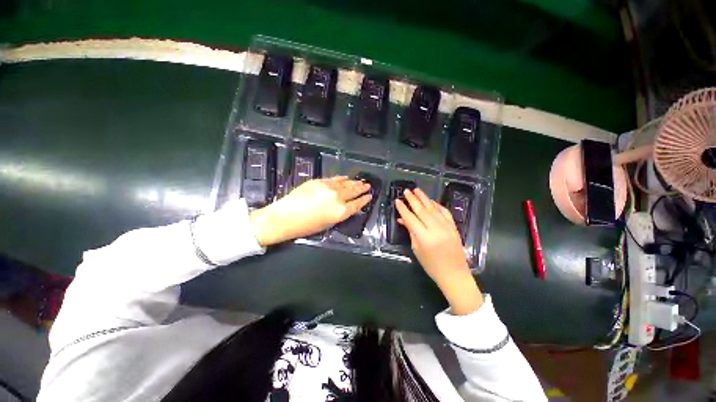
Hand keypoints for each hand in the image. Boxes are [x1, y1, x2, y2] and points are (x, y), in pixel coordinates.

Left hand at [249, 176, 370, 246]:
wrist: (284, 217)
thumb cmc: (306, 227)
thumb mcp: (328, 224)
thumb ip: (340, 214)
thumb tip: (347, 207)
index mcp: (340, 211)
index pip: (357, 204)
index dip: (364, 200)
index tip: (369, 196)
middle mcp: (337, 197)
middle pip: (353, 191)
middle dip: (361, 188)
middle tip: (368, 185)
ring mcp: (328, 187)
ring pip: (345, 183)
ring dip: (353, 182)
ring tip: (360, 181)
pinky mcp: (319, 181)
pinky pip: (334, 179)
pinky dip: (341, 178)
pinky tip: (345, 178)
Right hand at [396, 188, 483, 314]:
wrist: (455, 274)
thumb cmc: (432, 266)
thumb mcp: (417, 250)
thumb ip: (410, 232)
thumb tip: (402, 219)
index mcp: (425, 237)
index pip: (411, 219)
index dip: (403, 209)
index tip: (397, 201)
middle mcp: (436, 229)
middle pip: (422, 210)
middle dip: (413, 199)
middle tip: (406, 191)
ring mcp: (447, 227)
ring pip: (433, 209)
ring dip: (424, 198)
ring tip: (417, 190)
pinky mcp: (454, 227)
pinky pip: (445, 212)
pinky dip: (437, 205)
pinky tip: (431, 201)